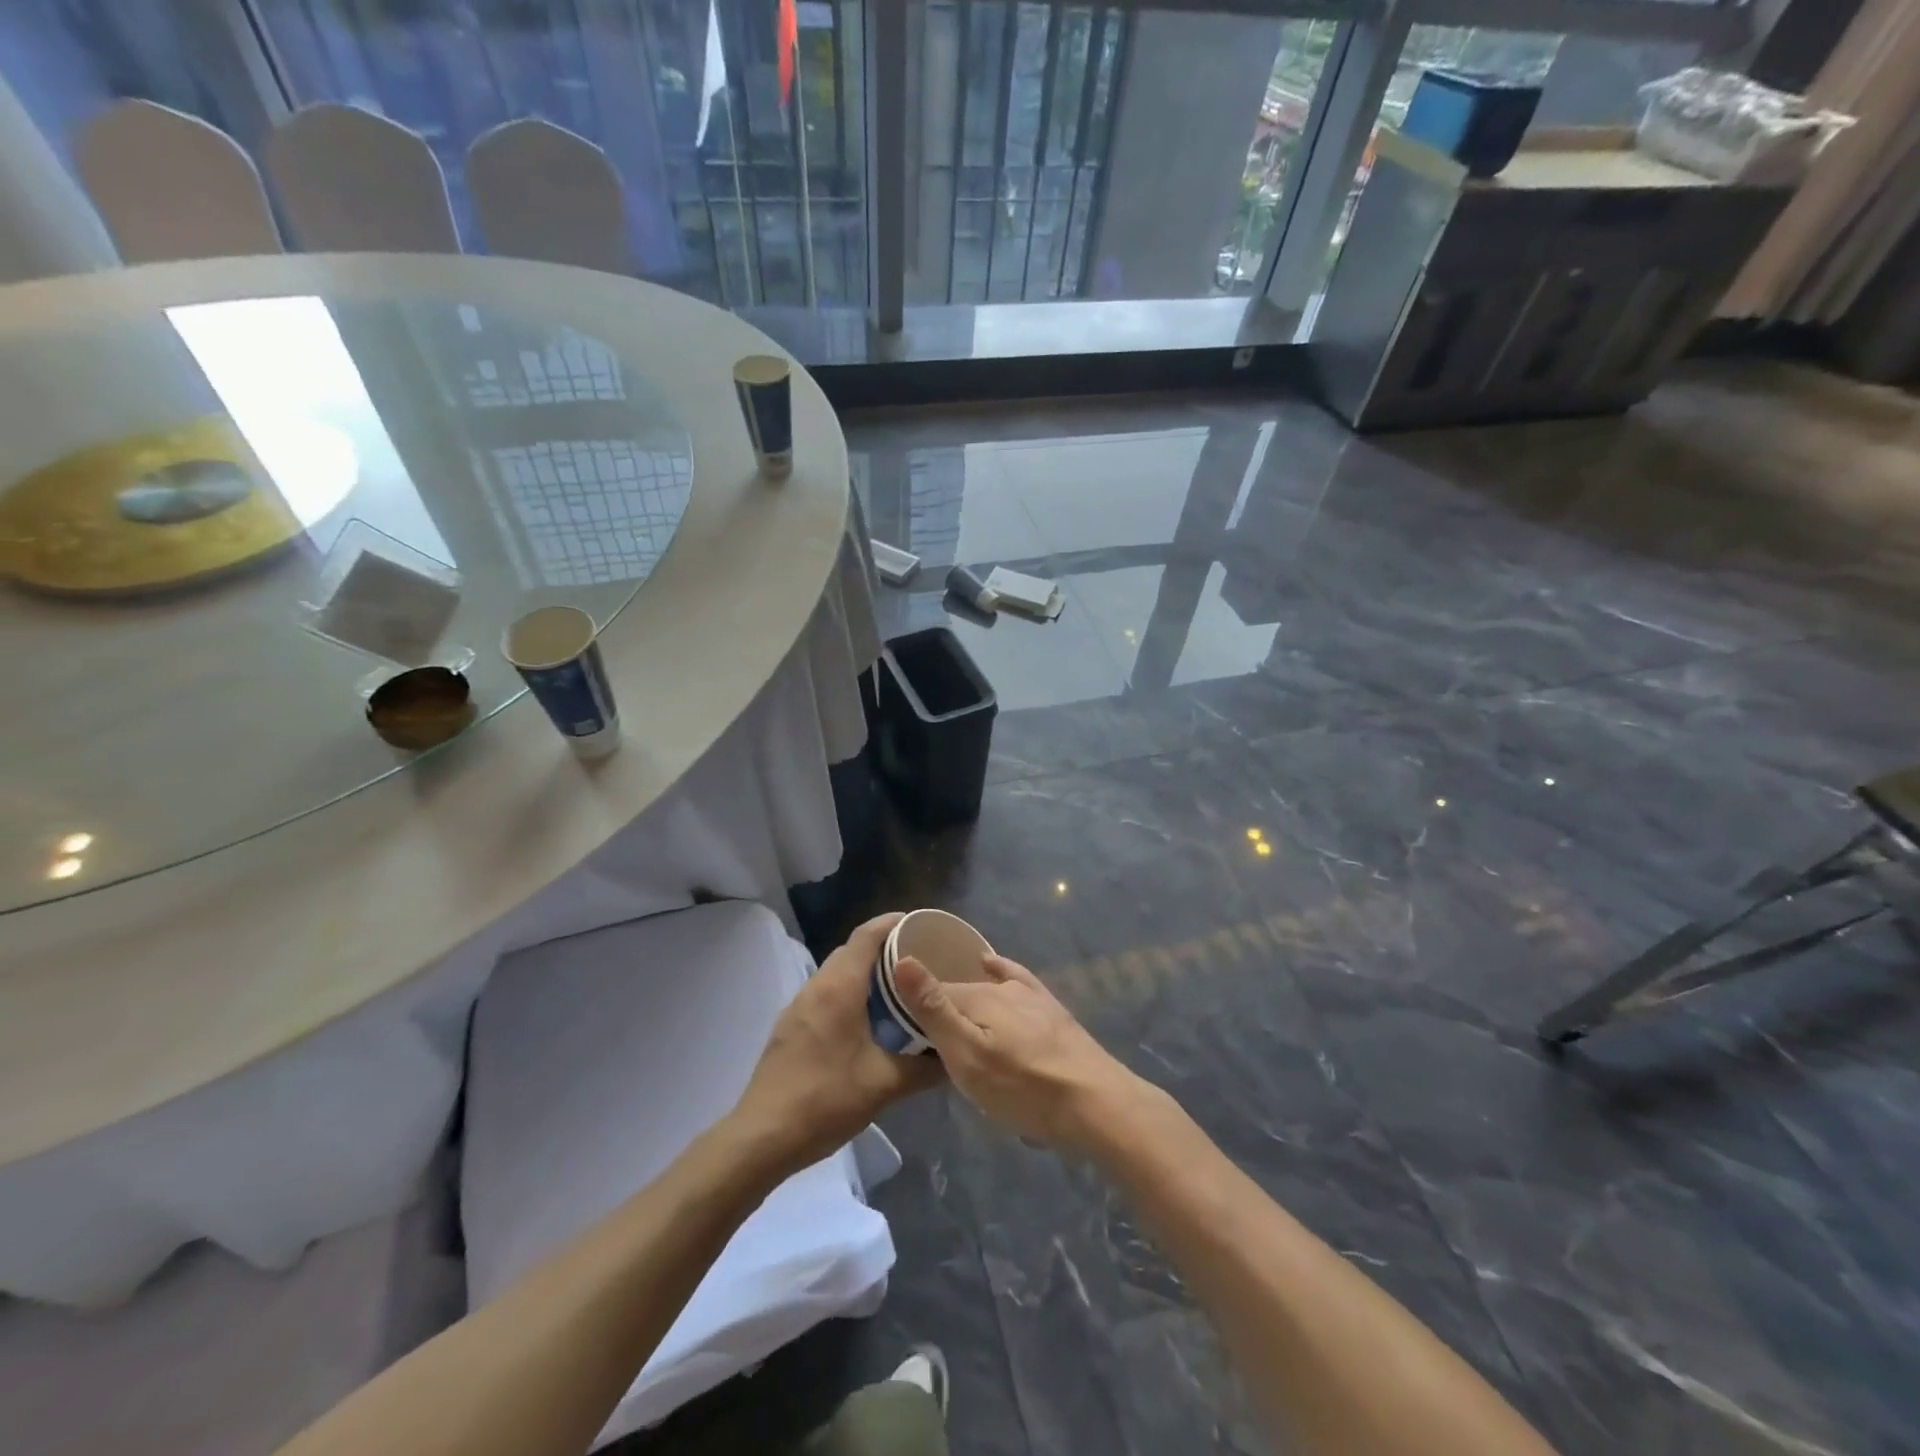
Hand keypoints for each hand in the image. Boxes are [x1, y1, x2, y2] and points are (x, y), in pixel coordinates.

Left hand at [731, 913, 943, 1175]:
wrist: (762, 1137)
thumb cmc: (826, 1100)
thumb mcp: (884, 1085)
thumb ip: (925, 1069)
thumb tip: (955, 1057)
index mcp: (839, 987)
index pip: (867, 935)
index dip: (893, 923)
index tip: (922, 925)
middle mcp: (816, 986)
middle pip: (852, 950)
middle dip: (884, 948)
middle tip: (919, 960)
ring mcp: (798, 1006)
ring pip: (837, 973)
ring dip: (865, 972)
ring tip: (899, 989)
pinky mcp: (791, 1027)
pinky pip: (826, 994)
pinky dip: (850, 992)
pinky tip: (868, 1020)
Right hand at [891, 953, 1153, 1154]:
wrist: (1095, 1103)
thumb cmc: (1023, 1088)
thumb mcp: (968, 1057)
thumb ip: (934, 1011)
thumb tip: (902, 959)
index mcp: (977, 997)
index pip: (932, 993)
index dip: (912, 1008)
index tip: (897, 1027)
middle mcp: (1002, 987)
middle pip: (960, 992)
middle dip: (940, 1008)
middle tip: (922, 1037)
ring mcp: (1030, 996)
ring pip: (987, 989)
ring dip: (967, 999)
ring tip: (950, 1014)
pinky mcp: (1051, 1010)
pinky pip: (1017, 980)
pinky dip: (1000, 970)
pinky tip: (994, 966)